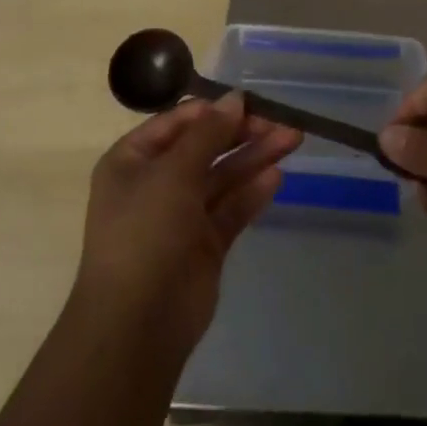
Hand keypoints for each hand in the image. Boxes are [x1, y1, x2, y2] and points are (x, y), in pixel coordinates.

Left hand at [74, 94, 300, 351]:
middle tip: (283, 122)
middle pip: (205, 147)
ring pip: (223, 176)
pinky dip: (252, 191)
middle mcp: (156, 183)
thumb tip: (235, 98)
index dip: (215, 110)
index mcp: (133, 160)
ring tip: (293, 139)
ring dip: (255, 157)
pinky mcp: (205, 244)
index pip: (178, 122)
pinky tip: (277, 175)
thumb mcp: (173, 173)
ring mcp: (181, 215)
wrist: (136, 327)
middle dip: (243, 133)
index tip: (251, 103)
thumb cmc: (145, 233)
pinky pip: (231, 208)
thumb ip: (208, 133)